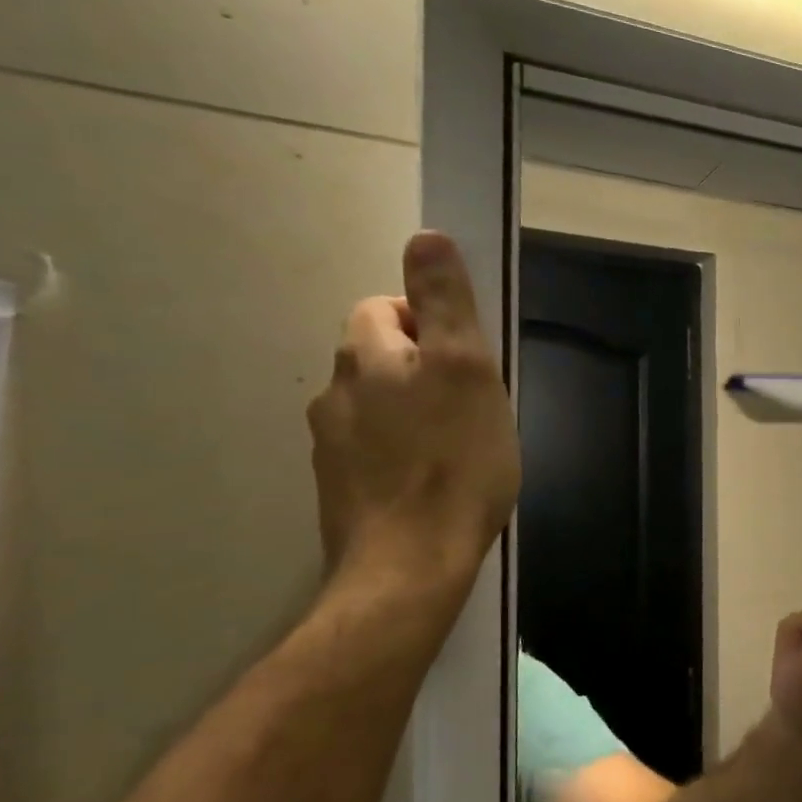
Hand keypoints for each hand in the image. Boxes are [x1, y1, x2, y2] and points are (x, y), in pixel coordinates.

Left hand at [307, 231, 520, 600]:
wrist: (410, 565)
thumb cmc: (454, 463)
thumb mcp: (466, 370)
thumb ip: (445, 302)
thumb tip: (425, 236)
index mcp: (365, 358)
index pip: (382, 308)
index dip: (426, 322)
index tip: (466, 360)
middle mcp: (335, 394)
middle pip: (375, 358)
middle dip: (419, 369)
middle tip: (470, 405)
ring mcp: (331, 447)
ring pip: (373, 407)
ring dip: (409, 413)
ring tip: (454, 448)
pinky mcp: (339, 491)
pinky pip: (371, 452)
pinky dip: (398, 455)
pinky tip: (431, 483)